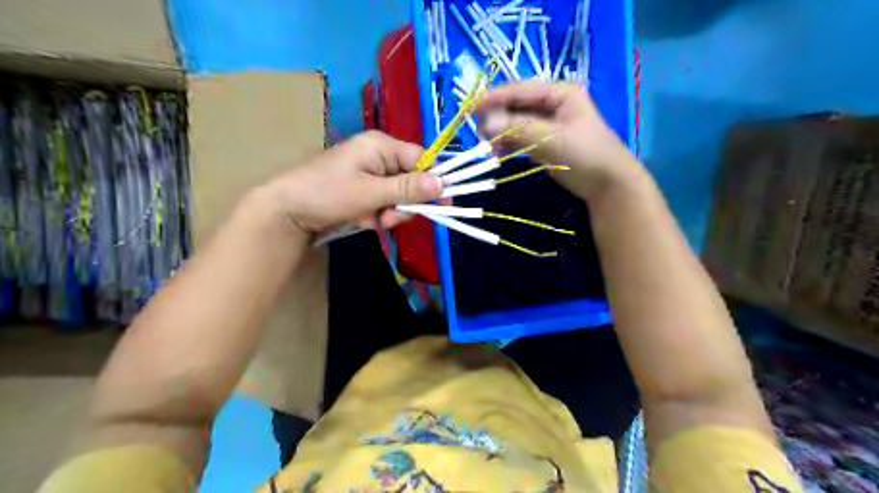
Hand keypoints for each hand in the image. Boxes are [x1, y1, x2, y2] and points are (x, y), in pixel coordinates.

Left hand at [259, 131, 443, 235]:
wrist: (286, 210)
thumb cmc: (327, 193)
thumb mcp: (371, 192)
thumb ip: (407, 189)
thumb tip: (443, 183)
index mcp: (381, 146)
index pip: (421, 159)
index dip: (433, 181)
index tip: (443, 204)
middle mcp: (378, 156)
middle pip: (411, 181)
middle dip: (403, 204)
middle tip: (389, 218)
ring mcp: (370, 174)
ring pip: (397, 196)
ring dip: (388, 213)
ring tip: (370, 221)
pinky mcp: (362, 190)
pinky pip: (382, 203)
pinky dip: (376, 215)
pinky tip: (361, 220)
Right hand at [479, 80, 643, 198]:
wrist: (607, 185)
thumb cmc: (585, 155)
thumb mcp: (552, 139)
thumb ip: (518, 129)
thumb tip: (485, 123)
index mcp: (560, 93)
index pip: (521, 90)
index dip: (495, 97)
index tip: (471, 108)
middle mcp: (552, 103)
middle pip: (516, 105)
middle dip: (496, 118)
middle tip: (478, 133)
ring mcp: (548, 123)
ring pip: (515, 122)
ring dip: (500, 133)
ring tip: (488, 148)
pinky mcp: (545, 141)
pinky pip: (520, 137)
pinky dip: (508, 144)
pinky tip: (498, 153)